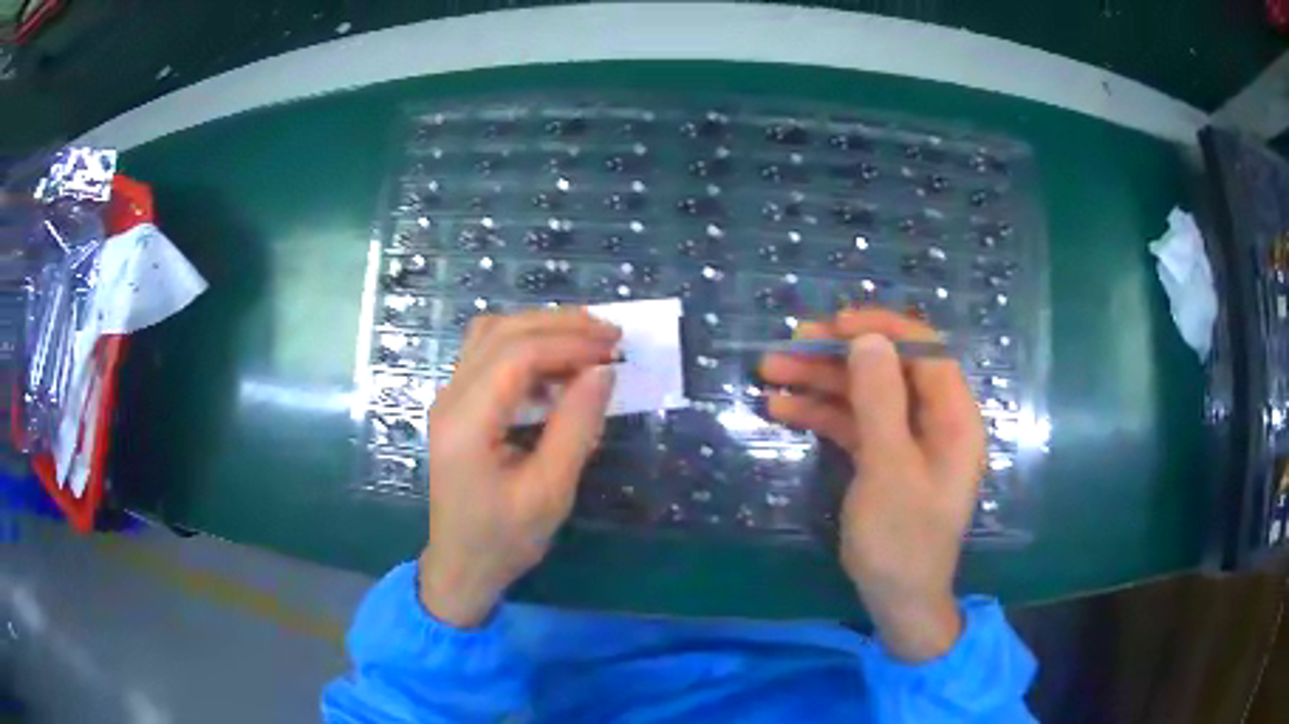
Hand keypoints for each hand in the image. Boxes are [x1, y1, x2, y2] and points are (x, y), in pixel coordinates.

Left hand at [419, 309, 619, 626]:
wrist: (462, 566)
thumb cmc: (505, 538)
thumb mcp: (550, 491)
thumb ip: (576, 427)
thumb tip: (603, 371)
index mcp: (466, 422)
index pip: (516, 355)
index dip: (569, 342)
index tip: (615, 348)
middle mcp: (449, 398)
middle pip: (501, 332)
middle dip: (559, 324)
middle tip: (610, 335)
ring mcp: (448, 398)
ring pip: (491, 335)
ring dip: (540, 328)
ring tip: (588, 341)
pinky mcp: (456, 405)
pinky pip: (488, 354)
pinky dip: (526, 346)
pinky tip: (557, 366)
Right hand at [760, 308, 984, 661]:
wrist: (898, 600)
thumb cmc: (902, 537)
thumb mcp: (889, 468)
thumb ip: (880, 401)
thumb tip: (868, 339)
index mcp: (953, 416)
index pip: (923, 350)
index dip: (881, 328)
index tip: (834, 324)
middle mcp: (933, 420)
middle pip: (887, 369)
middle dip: (837, 356)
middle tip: (788, 345)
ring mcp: (906, 440)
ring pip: (864, 395)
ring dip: (820, 383)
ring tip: (769, 373)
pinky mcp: (883, 460)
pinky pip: (853, 425)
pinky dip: (821, 415)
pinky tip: (782, 409)